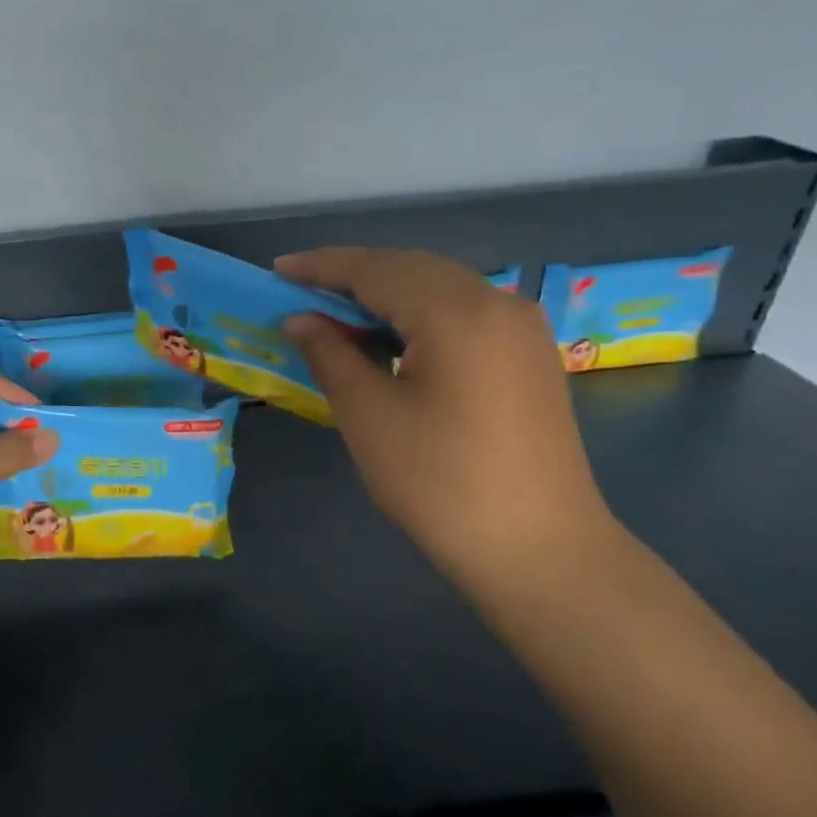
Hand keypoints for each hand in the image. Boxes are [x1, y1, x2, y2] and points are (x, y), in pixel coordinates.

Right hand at [277, 249, 615, 588]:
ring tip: (338, 310)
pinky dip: (420, 311)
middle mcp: (497, 303)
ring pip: (441, 286)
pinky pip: (465, 311)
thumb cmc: (439, 482)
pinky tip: (392, 335)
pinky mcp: (530, 355)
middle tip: (301, 288)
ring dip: (387, 291)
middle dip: (354, 273)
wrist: (538, 550)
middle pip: (412, 268)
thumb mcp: (368, 415)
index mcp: (457, 312)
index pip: (377, 270)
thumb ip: (331, 354)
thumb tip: (301, 319)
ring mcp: (522, 328)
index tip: (278, 270)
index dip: (322, 267)